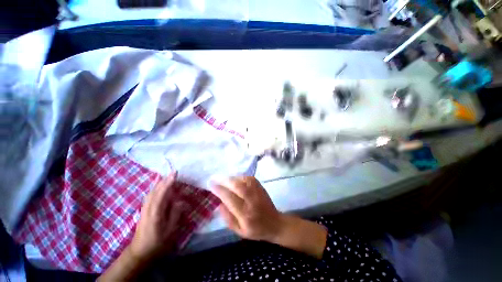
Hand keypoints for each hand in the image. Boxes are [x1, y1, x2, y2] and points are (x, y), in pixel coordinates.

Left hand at [129, 172, 182, 260]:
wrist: (139, 252)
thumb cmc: (157, 242)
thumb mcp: (169, 230)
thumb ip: (175, 214)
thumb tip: (179, 201)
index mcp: (156, 212)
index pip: (162, 193)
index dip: (168, 183)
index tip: (175, 173)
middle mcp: (148, 208)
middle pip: (156, 191)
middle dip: (164, 180)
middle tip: (173, 171)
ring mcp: (144, 209)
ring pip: (151, 192)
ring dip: (158, 183)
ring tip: (164, 175)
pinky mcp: (143, 211)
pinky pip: (149, 196)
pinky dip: (153, 188)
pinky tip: (155, 186)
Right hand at [212, 176, 285, 242]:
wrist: (274, 223)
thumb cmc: (256, 229)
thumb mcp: (239, 231)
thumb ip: (228, 218)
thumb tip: (219, 203)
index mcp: (245, 215)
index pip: (230, 199)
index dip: (220, 191)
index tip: (211, 185)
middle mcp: (252, 201)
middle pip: (237, 186)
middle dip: (224, 181)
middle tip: (215, 178)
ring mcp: (258, 192)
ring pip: (243, 180)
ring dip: (232, 178)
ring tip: (223, 179)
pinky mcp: (261, 187)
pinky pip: (249, 178)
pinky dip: (240, 177)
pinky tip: (235, 179)